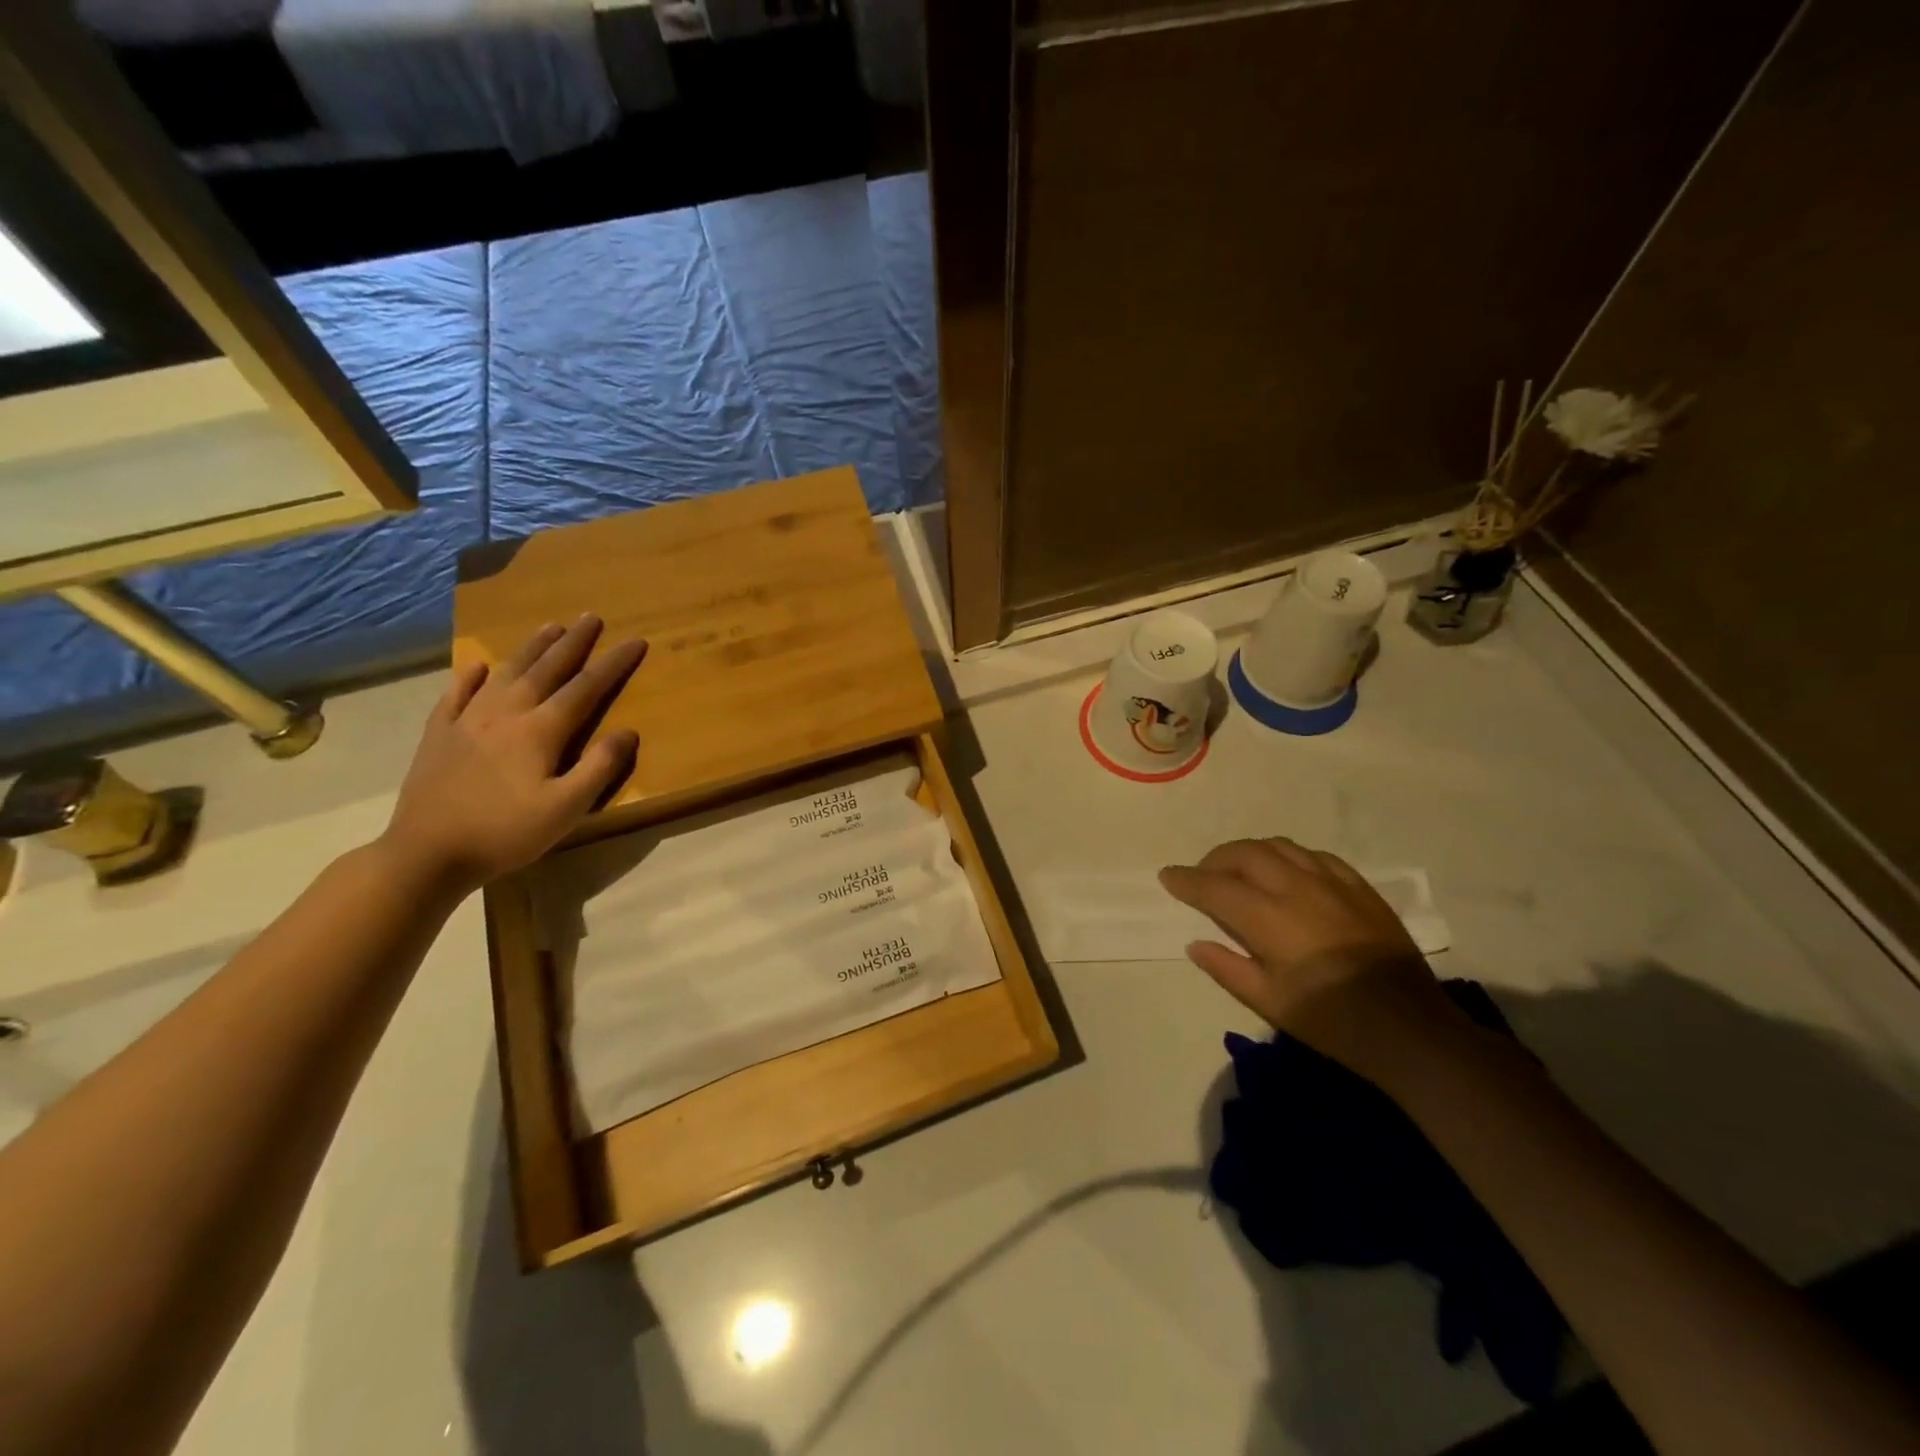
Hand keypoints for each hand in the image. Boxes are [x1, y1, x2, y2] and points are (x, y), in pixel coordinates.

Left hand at [380, 617, 646, 894]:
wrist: (426, 853)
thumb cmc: (506, 833)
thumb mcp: (567, 809)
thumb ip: (599, 768)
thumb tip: (628, 732)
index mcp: (540, 730)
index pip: (586, 688)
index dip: (613, 664)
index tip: (635, 641)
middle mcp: (506, 713)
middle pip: (546, 669)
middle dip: (573, 642)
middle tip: (590, 617)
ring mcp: (467, 720)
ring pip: (506, 673)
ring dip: (530, 648)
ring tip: (549, 626)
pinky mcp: (438, 735)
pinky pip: (456, 694)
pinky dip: (470, 677)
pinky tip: (478, 667)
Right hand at [1160, 838, 1464, 1081]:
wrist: (1407, 1026)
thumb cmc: (1330, 1020)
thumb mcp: (1269, 1002)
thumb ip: (1227, 968)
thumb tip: (1195, 943)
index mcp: (1268, 917)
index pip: (1214, 886)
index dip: (1186, 880)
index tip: (1167, 876)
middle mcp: (1295, 887)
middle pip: (1244, 853)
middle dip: (1214, 859)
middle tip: (1202, 876)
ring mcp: (1330, 882)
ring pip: (1278, 846)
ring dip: (1249, 852)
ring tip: (1239, 869)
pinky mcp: (1358, 886)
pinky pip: (1313, 855)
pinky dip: (1287, 856)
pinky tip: (1286, 872)